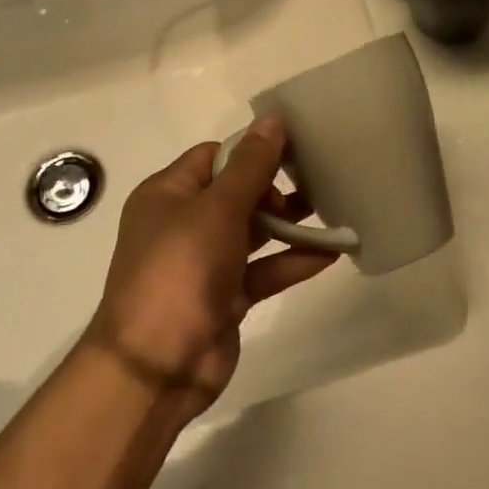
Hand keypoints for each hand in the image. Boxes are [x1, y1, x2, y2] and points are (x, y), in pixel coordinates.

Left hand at [84, 117, 337, 419]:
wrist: (155, 368)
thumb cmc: (180, 271)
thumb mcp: (217, 210)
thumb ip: (251, 166)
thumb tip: (272, 119)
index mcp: (168, 194)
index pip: (215, 157)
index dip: (253, 151)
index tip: (295, 149)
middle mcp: (184, 224)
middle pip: (238, 193)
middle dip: (276, 189)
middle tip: (315, 185)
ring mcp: (205, 263)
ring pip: (254, 233)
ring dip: (290, 225)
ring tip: (333, 210)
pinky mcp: (225, 297)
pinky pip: (264, 270)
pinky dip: (292, 261)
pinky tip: (330, 253)